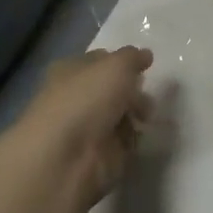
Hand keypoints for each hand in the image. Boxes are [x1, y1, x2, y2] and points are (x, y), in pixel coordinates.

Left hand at [16, 47, 154, 205]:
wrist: (66, 158)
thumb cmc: (86, 100)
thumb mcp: (116, 65)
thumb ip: (133, 58)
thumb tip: (144, 55)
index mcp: (70, 70)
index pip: (98, 60)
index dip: (121, 62)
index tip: (144, 66)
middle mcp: (75, 97)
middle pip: (111, 89)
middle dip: (132, 90)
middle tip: (147, 95)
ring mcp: (86, 128)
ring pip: (118, 114)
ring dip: (135, 114)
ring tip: (145, 117)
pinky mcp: (98, 155)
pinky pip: (123, 141)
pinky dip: (133, 139)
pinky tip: (139, 137)